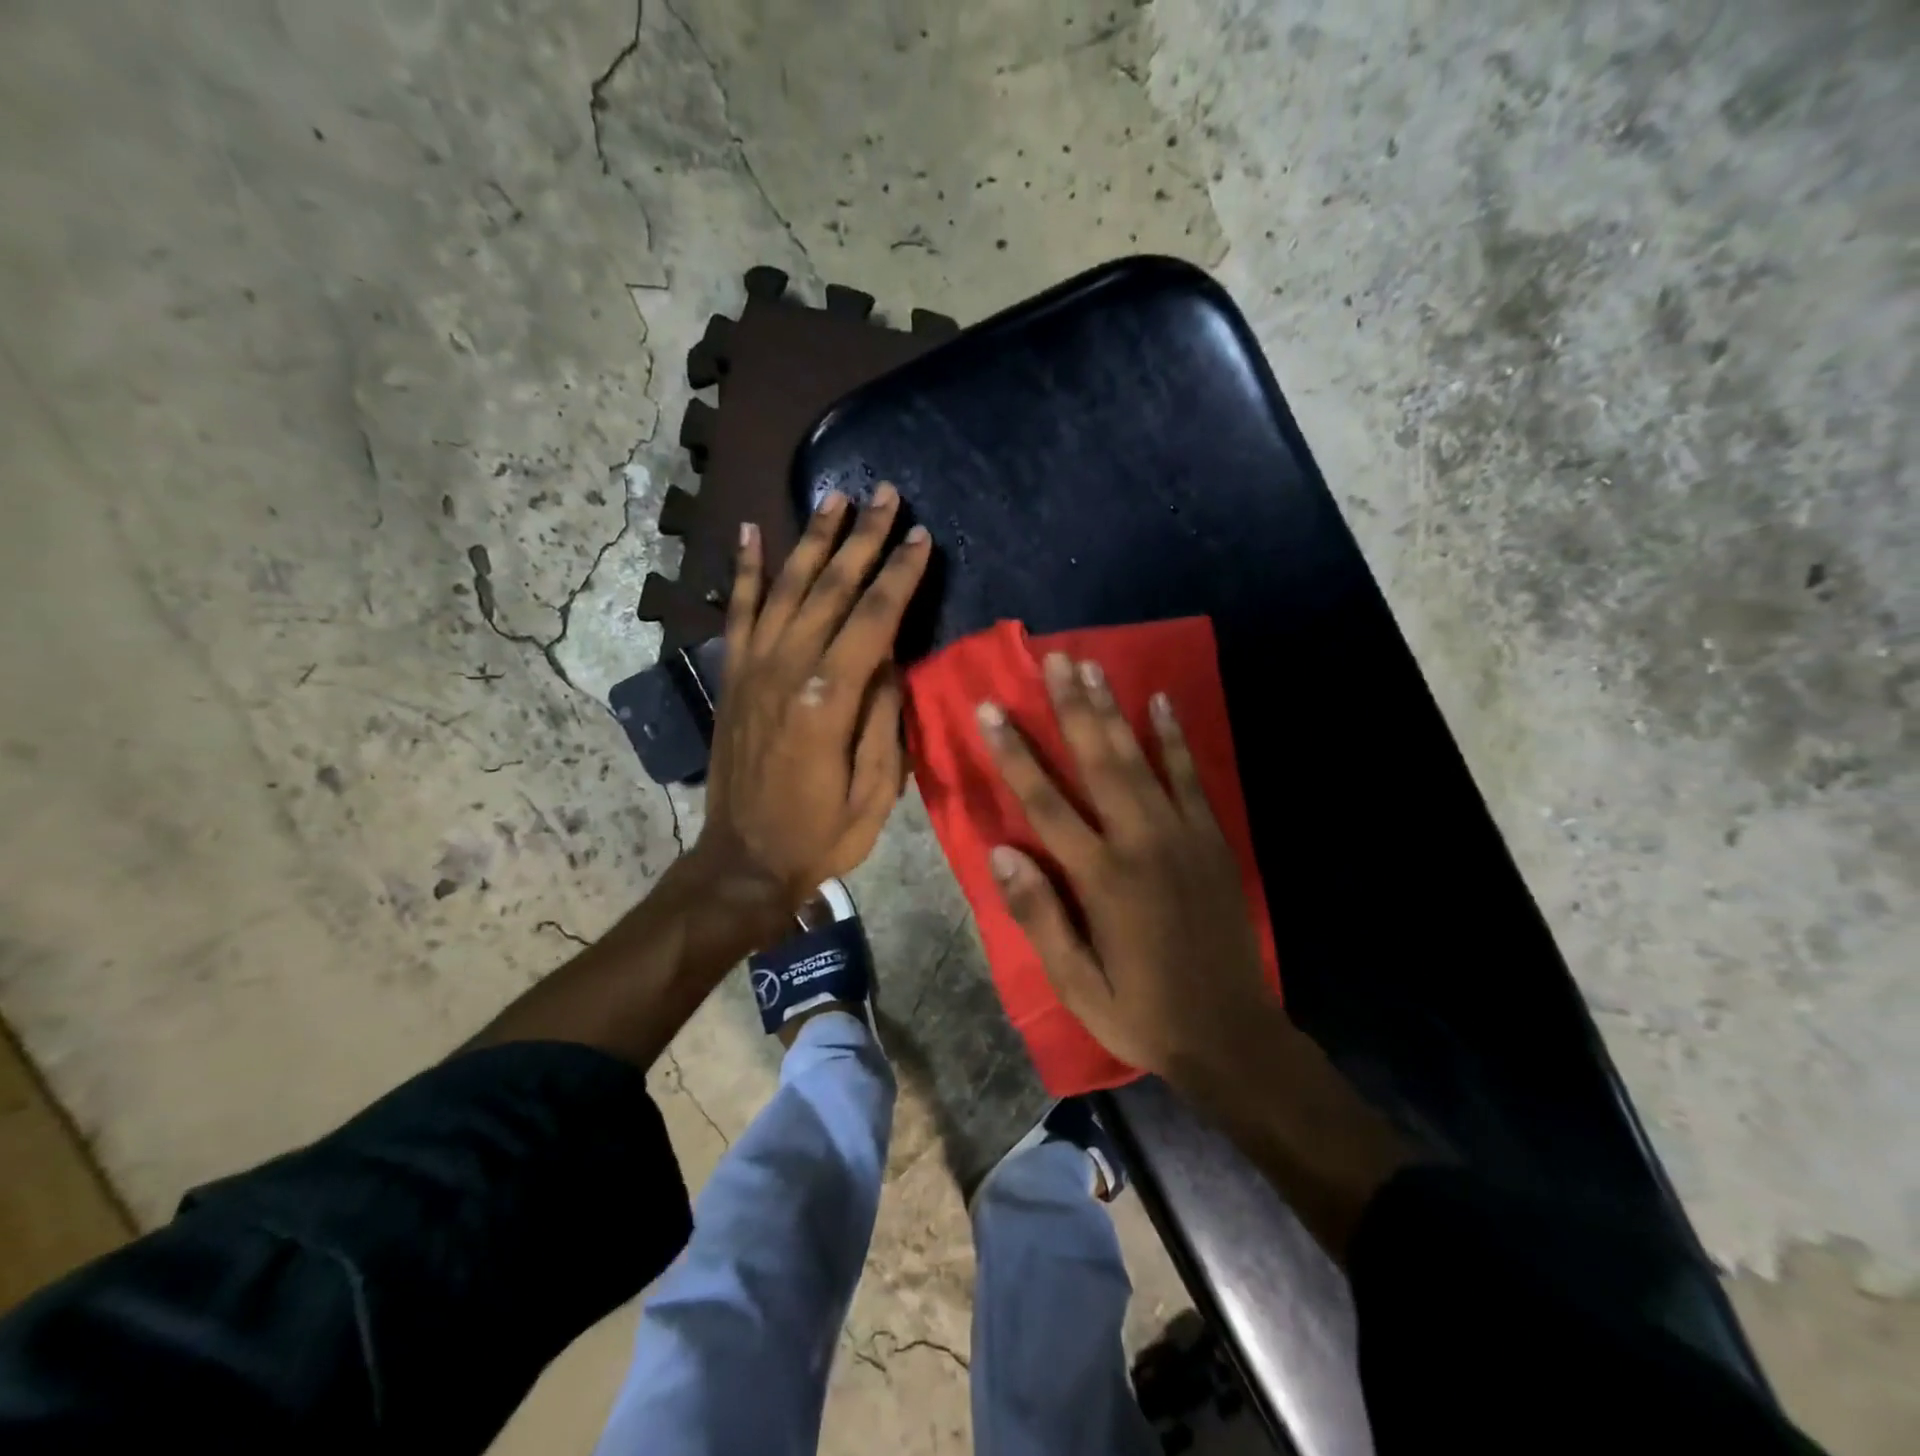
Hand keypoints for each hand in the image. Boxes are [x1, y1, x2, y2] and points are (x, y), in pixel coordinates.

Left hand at [696, 485, 931, 923]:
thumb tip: (891, 659)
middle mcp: (788, 670)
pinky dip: (743, 570)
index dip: (900, 575)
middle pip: (832, 589)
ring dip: (813, 540)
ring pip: (787, 587)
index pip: (874, 619)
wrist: (743, 860)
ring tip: (834, 498)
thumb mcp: (876, 791)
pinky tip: (750, 532)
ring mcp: (754, 669)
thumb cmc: (821, 834)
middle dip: (863, 538)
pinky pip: (738, 612)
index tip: (920, 536)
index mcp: (829, 700)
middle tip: (885, 493)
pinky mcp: (733, 676)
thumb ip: (884, 719)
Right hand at [977, 652, 1282, 1086]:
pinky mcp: (1213, 840)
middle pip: (1098, 762)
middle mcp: (1142, 843)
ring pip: (1141, 759)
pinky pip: (1192, 777)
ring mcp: (1183, 836)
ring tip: (1092, 666)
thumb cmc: (1143, 1013)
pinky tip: (1163, 701)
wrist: (1232, 1036)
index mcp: (1102, 878)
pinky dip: (1176, 738)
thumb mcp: (1076, 985)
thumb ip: (1039, 916)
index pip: (1046, 803)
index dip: (1015, 754)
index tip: (992, 710)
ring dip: (1114, 710)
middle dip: (1071, 708)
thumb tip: (1001, 852)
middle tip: (1053, 659)